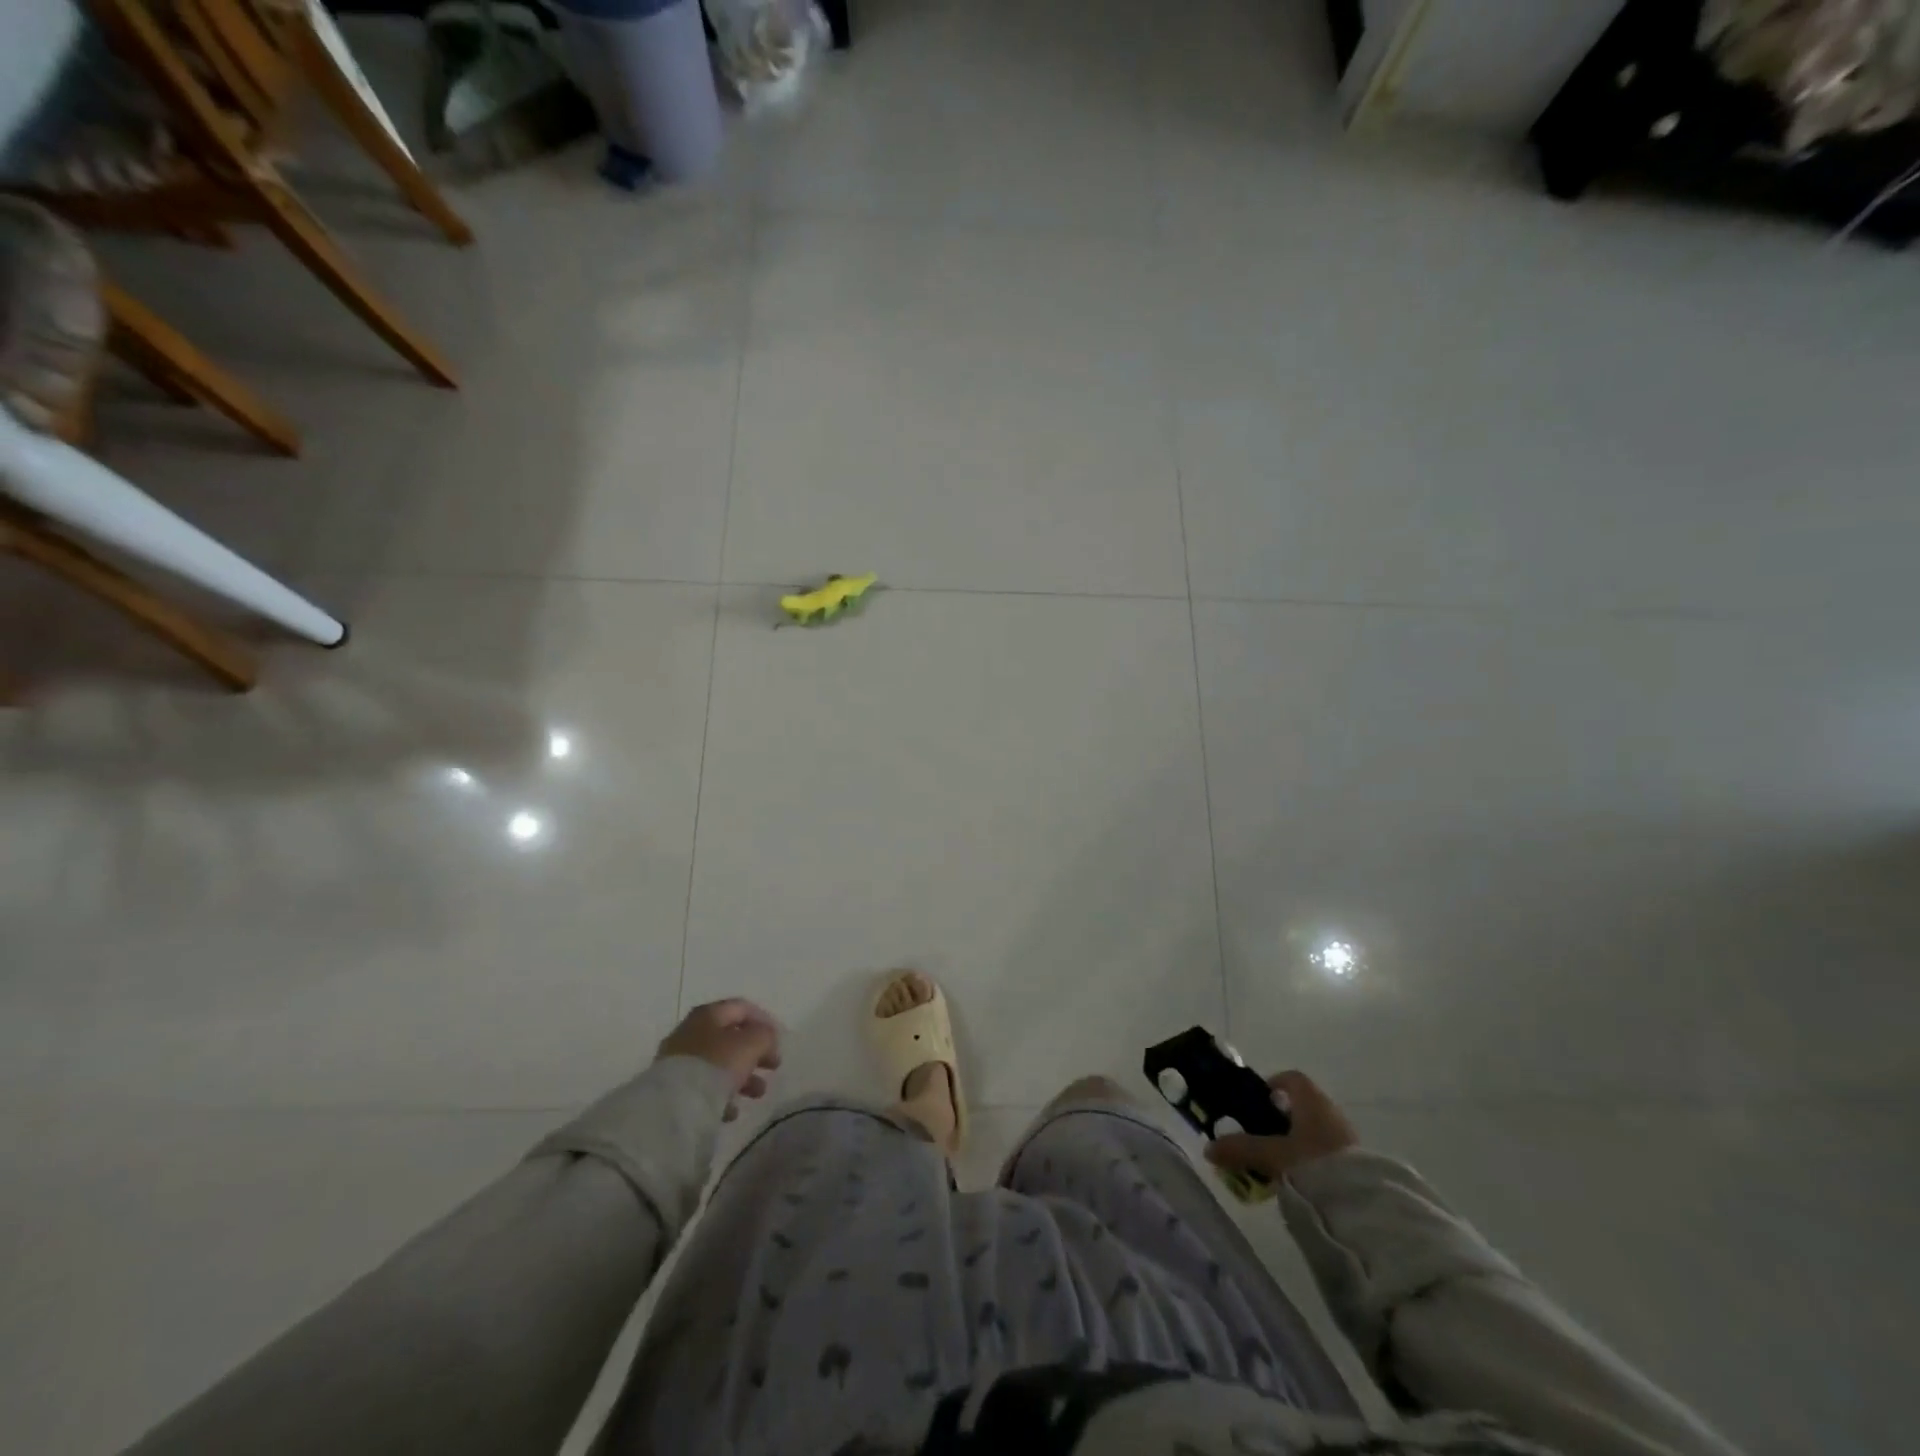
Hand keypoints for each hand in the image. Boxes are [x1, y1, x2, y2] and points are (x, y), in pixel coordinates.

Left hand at [656, 999, 782, 1120]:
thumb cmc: (717, 1065)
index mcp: (708, 1014)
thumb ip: (765, 1035)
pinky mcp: (672, 1088)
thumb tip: (766, 1038)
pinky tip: (731, 1111)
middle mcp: (690, 1031)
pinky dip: (721, 1095)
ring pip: (719, 1063)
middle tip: (773, 1067)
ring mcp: (678, 1060)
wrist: (673, 1105)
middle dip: (755, 1053)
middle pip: (730, 1037)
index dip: (764, 1020)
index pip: (742, 1008)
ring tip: (758, 1093)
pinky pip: (704, 1086)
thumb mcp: (751, 1044)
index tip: (779, 1041)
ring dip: (742, 1076)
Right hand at [1205, 1070, 1357, 1180]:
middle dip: (1281, 1119)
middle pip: (1302, 1106)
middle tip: (1261, 1137)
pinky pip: (1328, 1152)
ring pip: (1315, 1131)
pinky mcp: (1358, 1164)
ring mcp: (1347, 1138)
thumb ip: (1240, 1149)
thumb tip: (1208, 1148)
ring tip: (1278, 1163)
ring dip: (1297, 1142)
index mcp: (1312, 1101)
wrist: (1364, 1207)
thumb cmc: (1314, 1164)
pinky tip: (1300, 1180)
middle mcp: (1331, 1112)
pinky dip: (1312, 1159)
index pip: (1292, 1079)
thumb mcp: (1271, 1156)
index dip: (1273, 1085)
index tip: (1257, 1102)